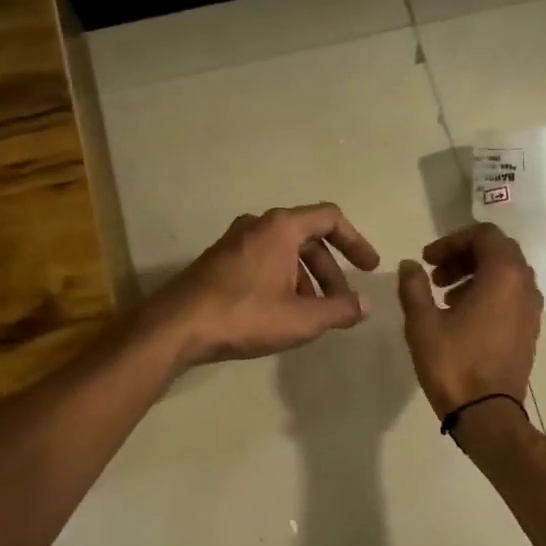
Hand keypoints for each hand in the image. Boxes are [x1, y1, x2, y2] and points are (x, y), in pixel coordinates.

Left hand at [148, 203, 380, 366]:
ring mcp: (235, 242)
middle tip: (342, 303)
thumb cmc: (245, 315)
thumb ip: (340, 310)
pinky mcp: (219, 261)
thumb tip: (364, 306)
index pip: (330, 218)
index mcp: (282, 227)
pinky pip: (264, 262)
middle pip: (308, 238)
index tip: (369, 268)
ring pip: (285, 253)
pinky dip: (283, 281)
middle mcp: (258, 225)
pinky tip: (283, 314)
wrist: (176, 326)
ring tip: (314, 315)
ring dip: (307, 280)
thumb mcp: (302, 318)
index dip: (356, 242)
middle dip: (330, 271)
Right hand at [396, 223, 541, 416]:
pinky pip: (511, 297)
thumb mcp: (423, 323)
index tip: (427, 260)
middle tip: (435, 274)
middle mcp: (525, 286)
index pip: (484, 235)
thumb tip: (410, 265)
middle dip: (464, 256)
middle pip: (498, 252)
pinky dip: (488, 294)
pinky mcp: (529, 331)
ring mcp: (531, 310)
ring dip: (475, 275)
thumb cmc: (454, 364)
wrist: (487, 414)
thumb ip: (414, 286)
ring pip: (506, 275)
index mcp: (504, 276)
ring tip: (444, 296)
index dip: (452, 241)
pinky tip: (461, 317)